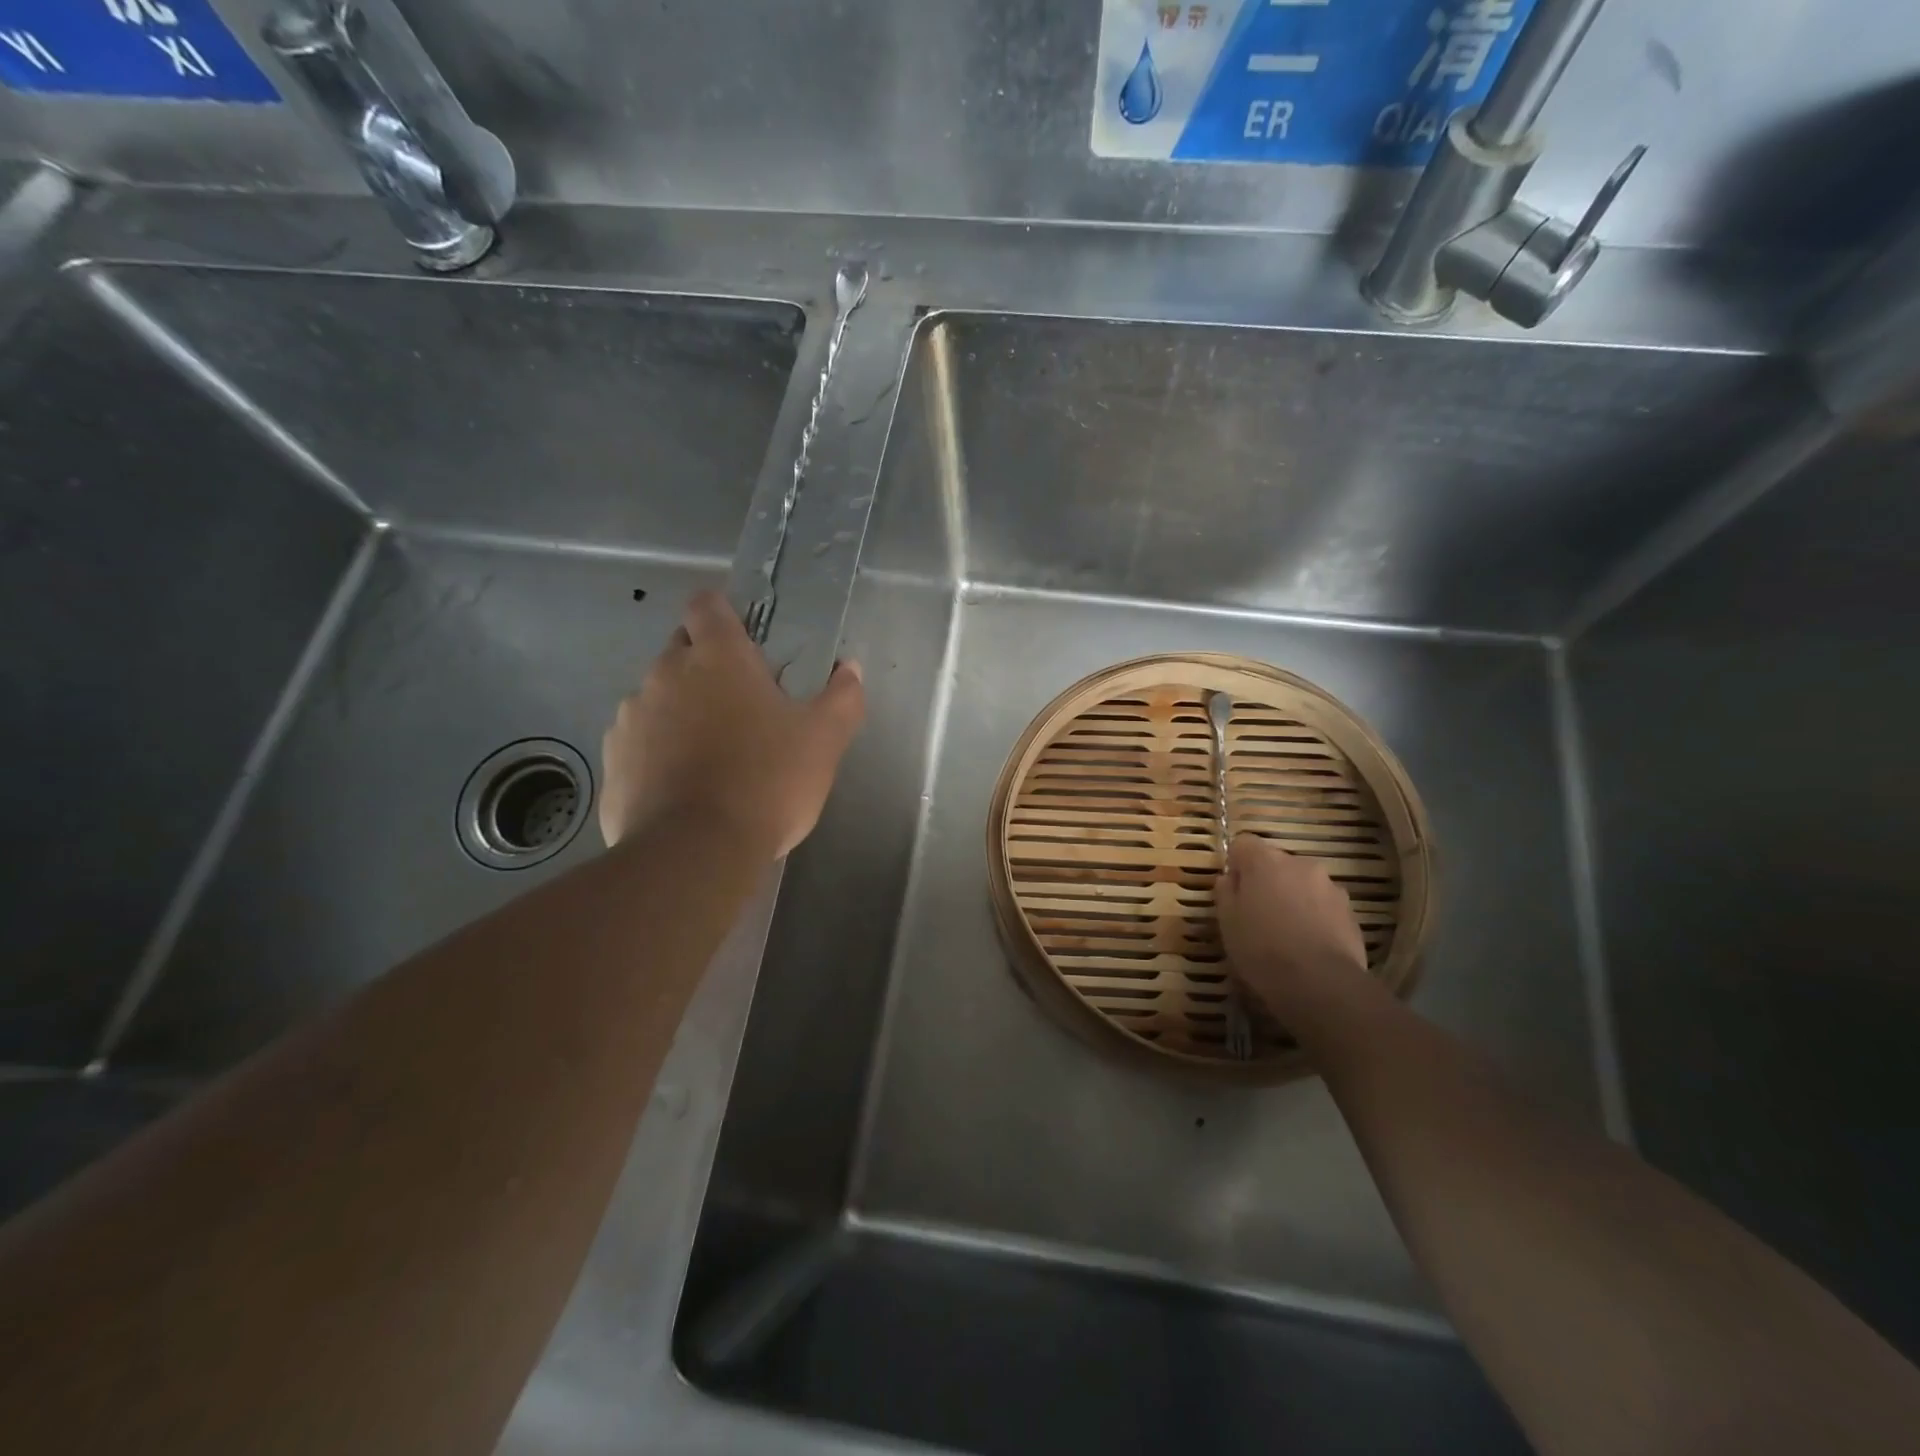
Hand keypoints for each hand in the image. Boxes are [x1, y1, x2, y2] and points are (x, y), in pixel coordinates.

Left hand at [599, 591, 864, 856]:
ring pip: (657, 696)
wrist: (695, 852)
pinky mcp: (612, 760)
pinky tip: (682, 785)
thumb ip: (842, 698)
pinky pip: (638, 741)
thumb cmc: (767, 782)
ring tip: (711, 753)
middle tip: (741, 704)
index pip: (707, 604)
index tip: (744, 638)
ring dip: (680, 710)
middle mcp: (664, 674)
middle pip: (681, 649)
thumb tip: (850, 670)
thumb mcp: (823, 741)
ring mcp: (631, 717)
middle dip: (706, 665)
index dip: (723, 612)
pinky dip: (657, 751)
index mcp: (717, 657)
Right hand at [1215, 833, 1369, 1025]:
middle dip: (1267, 881)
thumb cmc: (1262, 948)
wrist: (1321, 984)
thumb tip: (1230, 878)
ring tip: (1286, 933)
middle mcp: (1300, 864)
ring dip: (1292, 898)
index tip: (1233, 891)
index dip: (1236, 864)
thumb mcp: (1227, 922)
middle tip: (1257, 914)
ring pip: (1302, 884)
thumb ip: (1225, 892)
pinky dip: (1314, 916)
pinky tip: (1307, 944)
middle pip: (1276, 863)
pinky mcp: (1350, 911)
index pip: (1243, 843)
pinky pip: (1323, 905)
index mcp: (1265, 860)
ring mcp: (1330, 886)